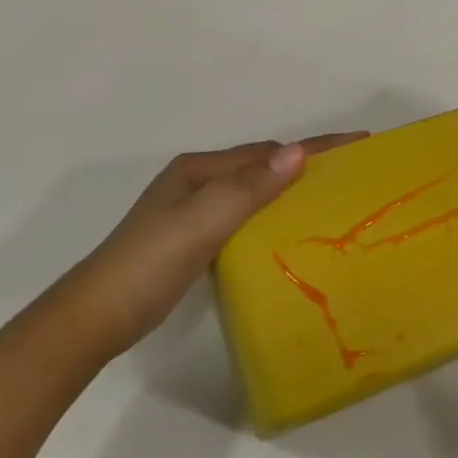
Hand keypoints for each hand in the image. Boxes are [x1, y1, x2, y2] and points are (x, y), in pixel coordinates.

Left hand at [68, 132, 365, 355]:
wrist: (97, 316)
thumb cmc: (150, 263)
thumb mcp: (202, 221)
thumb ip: (249, 188)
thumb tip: (298, 153)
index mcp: (200, 170)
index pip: (268, 152)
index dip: (315, 146)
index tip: (359, 142)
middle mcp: (198, 182)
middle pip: (262, 165)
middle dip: (307, 164)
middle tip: (353, 174)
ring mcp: (193, 211)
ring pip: (254, 191)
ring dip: (289, 189)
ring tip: (331, 199)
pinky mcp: (193, 239)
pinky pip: (245, 216)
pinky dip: (271, 215)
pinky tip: (287, 231)